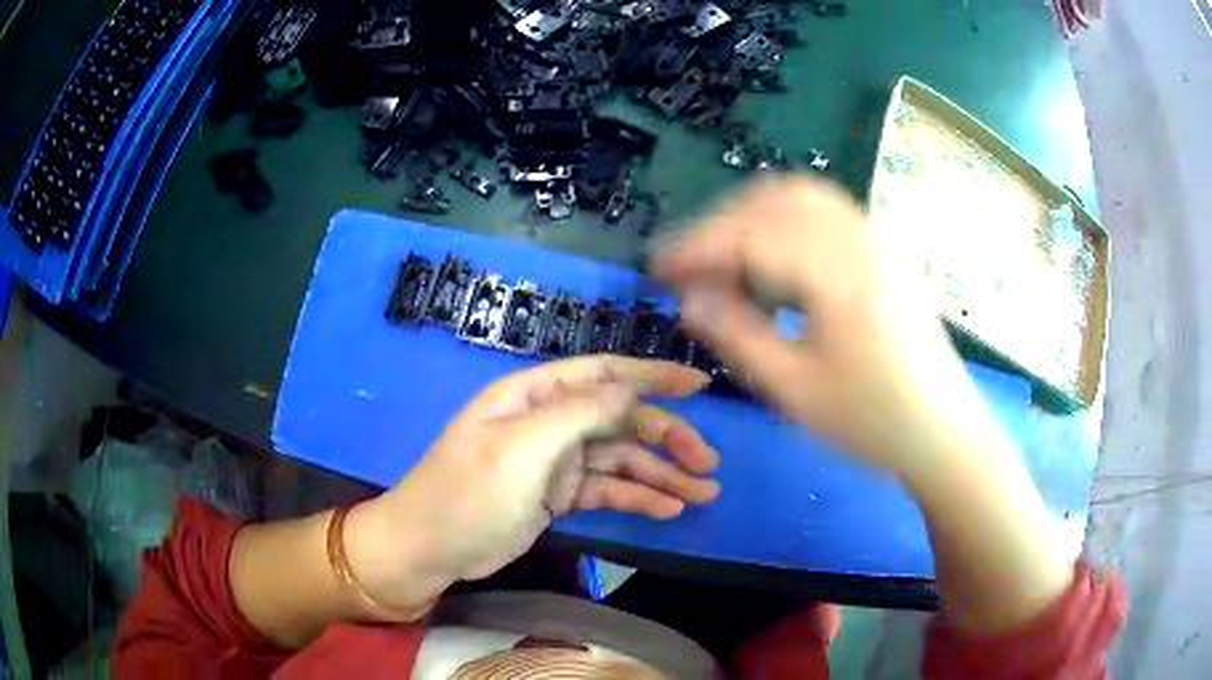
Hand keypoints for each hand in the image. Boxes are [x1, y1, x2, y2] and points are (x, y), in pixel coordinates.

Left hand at [345, 356, 720, 611]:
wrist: (429, 548)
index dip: (653, 376)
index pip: (604, 374)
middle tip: (708, 464)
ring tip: (703, 493)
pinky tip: (668, 509)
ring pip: (619, 459)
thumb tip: (631, 388)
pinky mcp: (557, 495)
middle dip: (667, 438)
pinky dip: (637, 497)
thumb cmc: (468, 493)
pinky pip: (607, 490)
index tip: (699, 385)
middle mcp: (549, 420)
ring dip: (661, 474)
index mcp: (536, 395)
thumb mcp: (522, 449)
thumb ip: (579, 413)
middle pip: (621, 420)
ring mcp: (554, 460)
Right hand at [653, 176, 989, 475]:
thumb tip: (688, 299)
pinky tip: (773, 257)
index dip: (695, 247)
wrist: (943, 432)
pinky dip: (785, 220)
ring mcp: (877, 238)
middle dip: (720, 225)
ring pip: (800, 197)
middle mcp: (859, 239)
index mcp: (837, 273)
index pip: (749, 234)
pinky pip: (824, 210)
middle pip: (773, 200)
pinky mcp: (885, 249)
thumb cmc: (873, 422)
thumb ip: (737, 337)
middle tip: (689, 267)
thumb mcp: (796, 391)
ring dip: (752, 217)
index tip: (656, 269)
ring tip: (723, 259)